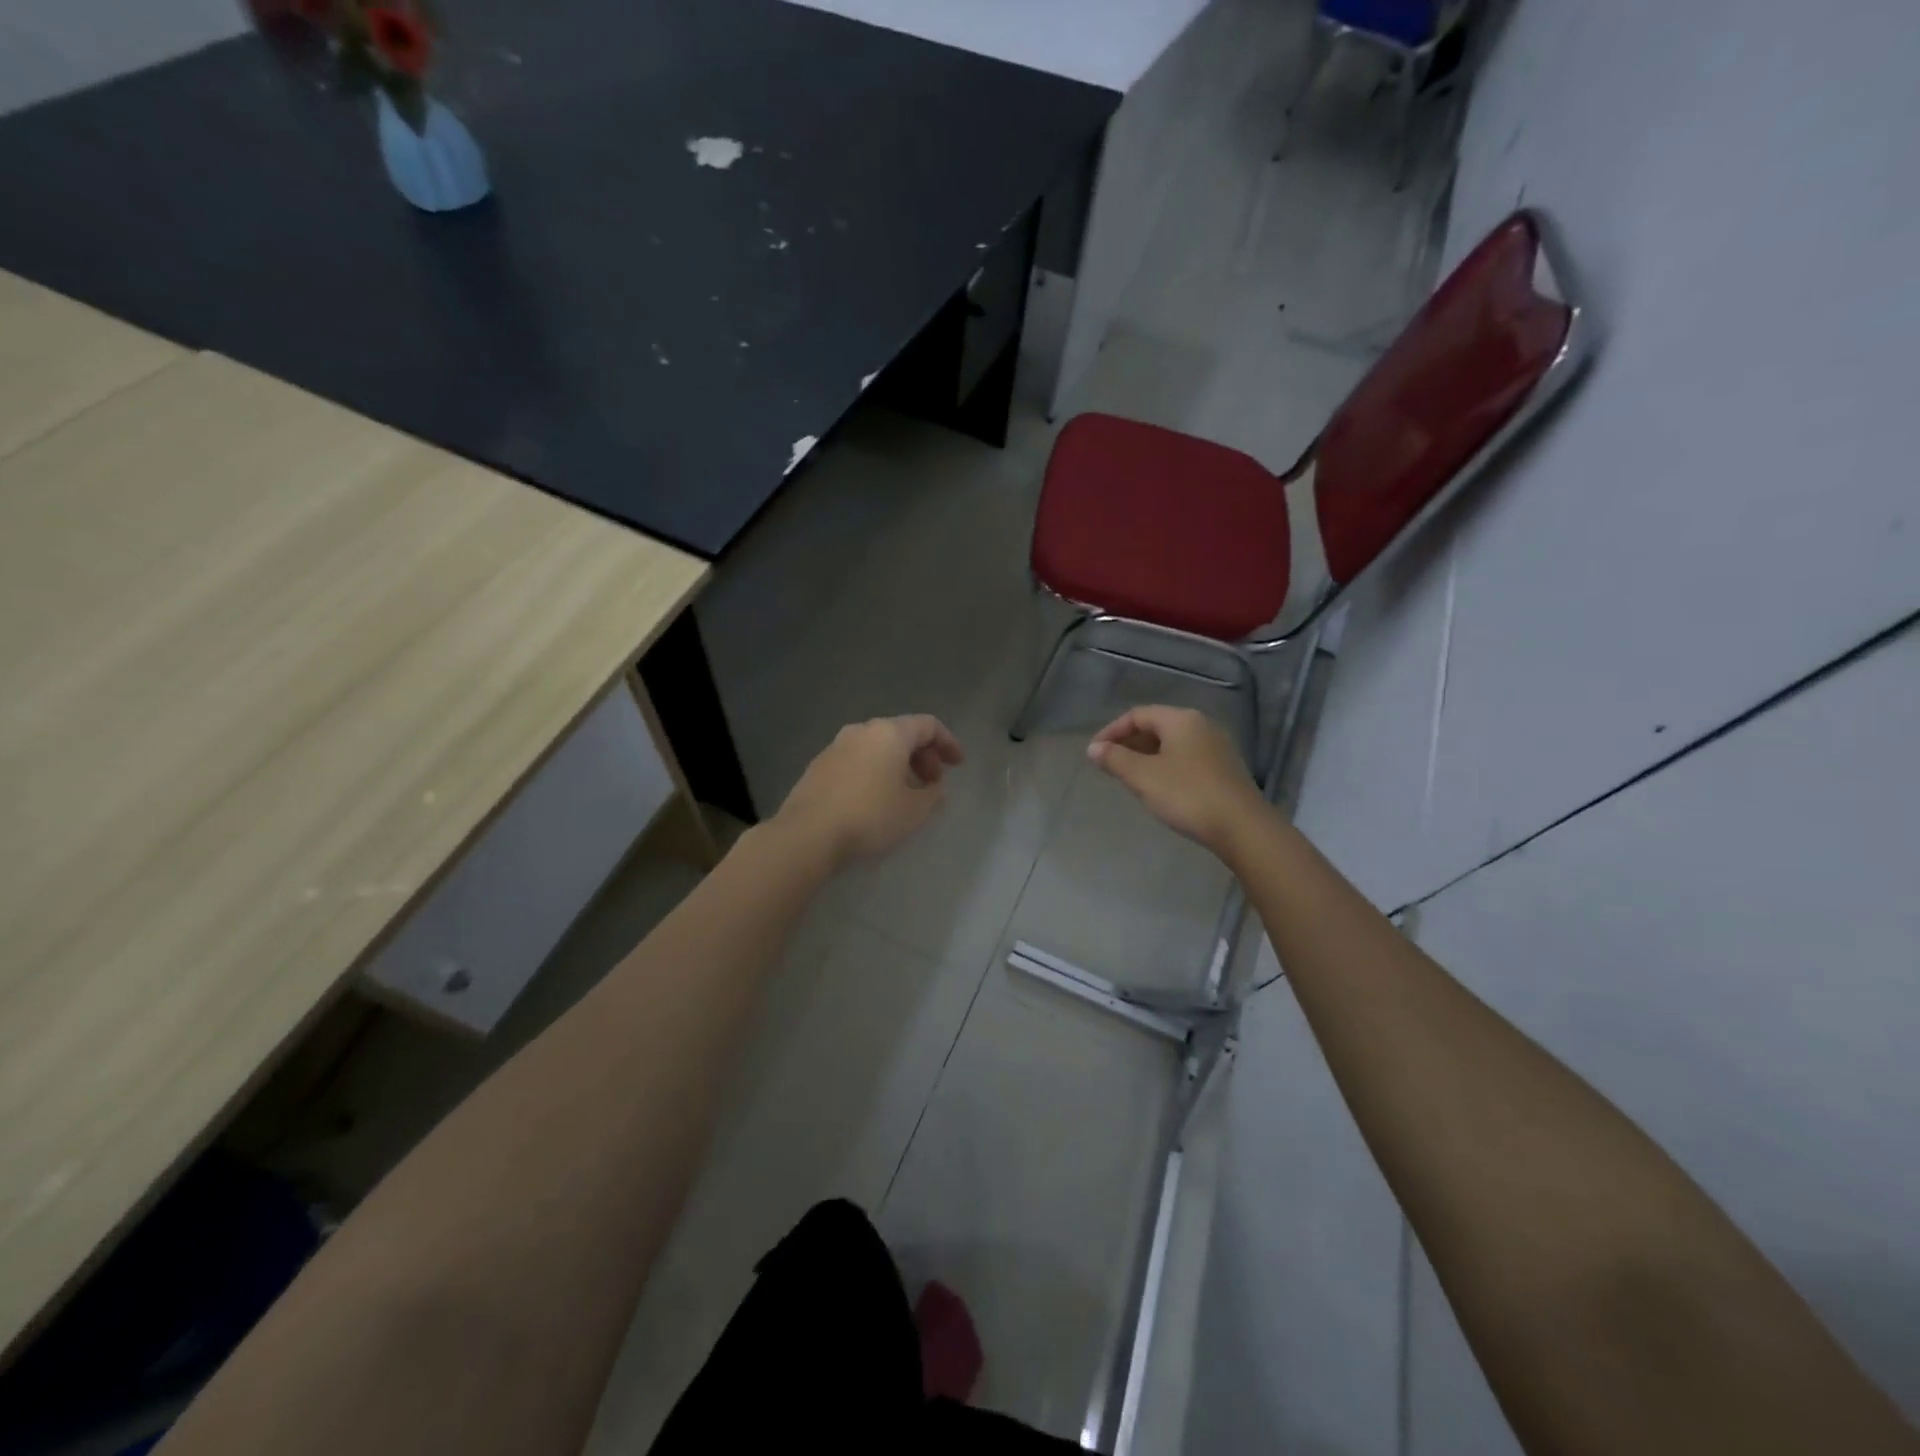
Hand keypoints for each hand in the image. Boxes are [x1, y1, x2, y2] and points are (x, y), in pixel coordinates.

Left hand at [776, 715, 964, 865]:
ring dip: (897, 765)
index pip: (927, 725)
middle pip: (901, 733)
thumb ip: (933, 794)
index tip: (958, 765)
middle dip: (923, 756)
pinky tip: (875, 799)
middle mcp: (862, 731)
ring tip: (906, 793)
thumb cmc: (870, 817)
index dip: (948, 742)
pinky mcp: (818, 766)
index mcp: (889, 733)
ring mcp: (836, 746)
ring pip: (877, 747)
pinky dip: (874, 772)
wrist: (807, 834)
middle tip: (933, 783)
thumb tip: (934, 786)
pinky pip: (857, 760)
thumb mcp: (915, 811)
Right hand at [1087, 706, 1264, 855]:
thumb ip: (1115, 759)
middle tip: (1109, 765)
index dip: (1112, 731)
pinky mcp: (1225, 769)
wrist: (1242, 827)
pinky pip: (1187, 758)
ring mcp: (1217, 747)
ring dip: (1147, 755)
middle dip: (1129, 743)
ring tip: (1130, 777)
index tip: (1094, 753)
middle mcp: (1202, 725)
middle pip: (1157, 726)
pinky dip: (1166, 765)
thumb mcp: (1143, 777)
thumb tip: (1093, 748)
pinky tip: (1159, 787)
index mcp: (1181, 719)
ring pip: (1173, 743)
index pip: (1138, 714)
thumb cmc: (1187, 795)